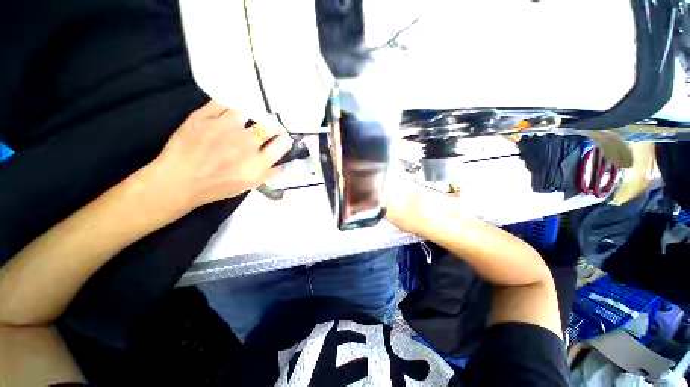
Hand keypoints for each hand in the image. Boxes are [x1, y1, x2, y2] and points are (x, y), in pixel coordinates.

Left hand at [148, 100, 291, 211]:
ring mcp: (226, 126)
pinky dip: (228, 105)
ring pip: (248, 110)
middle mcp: (247, 142)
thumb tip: (284, 165)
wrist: (180, 180)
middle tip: (266, 127)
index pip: (282, 143)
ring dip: (249, 114)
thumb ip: (270, 174)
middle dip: (272, 126)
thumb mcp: (250, 185)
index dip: (284, 139)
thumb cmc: (218, 186)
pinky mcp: (205, 116)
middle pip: (270, 126)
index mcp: (259, 161)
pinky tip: (227, 111)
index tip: (281, 138)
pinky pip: (223, 102)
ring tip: (243, 118)